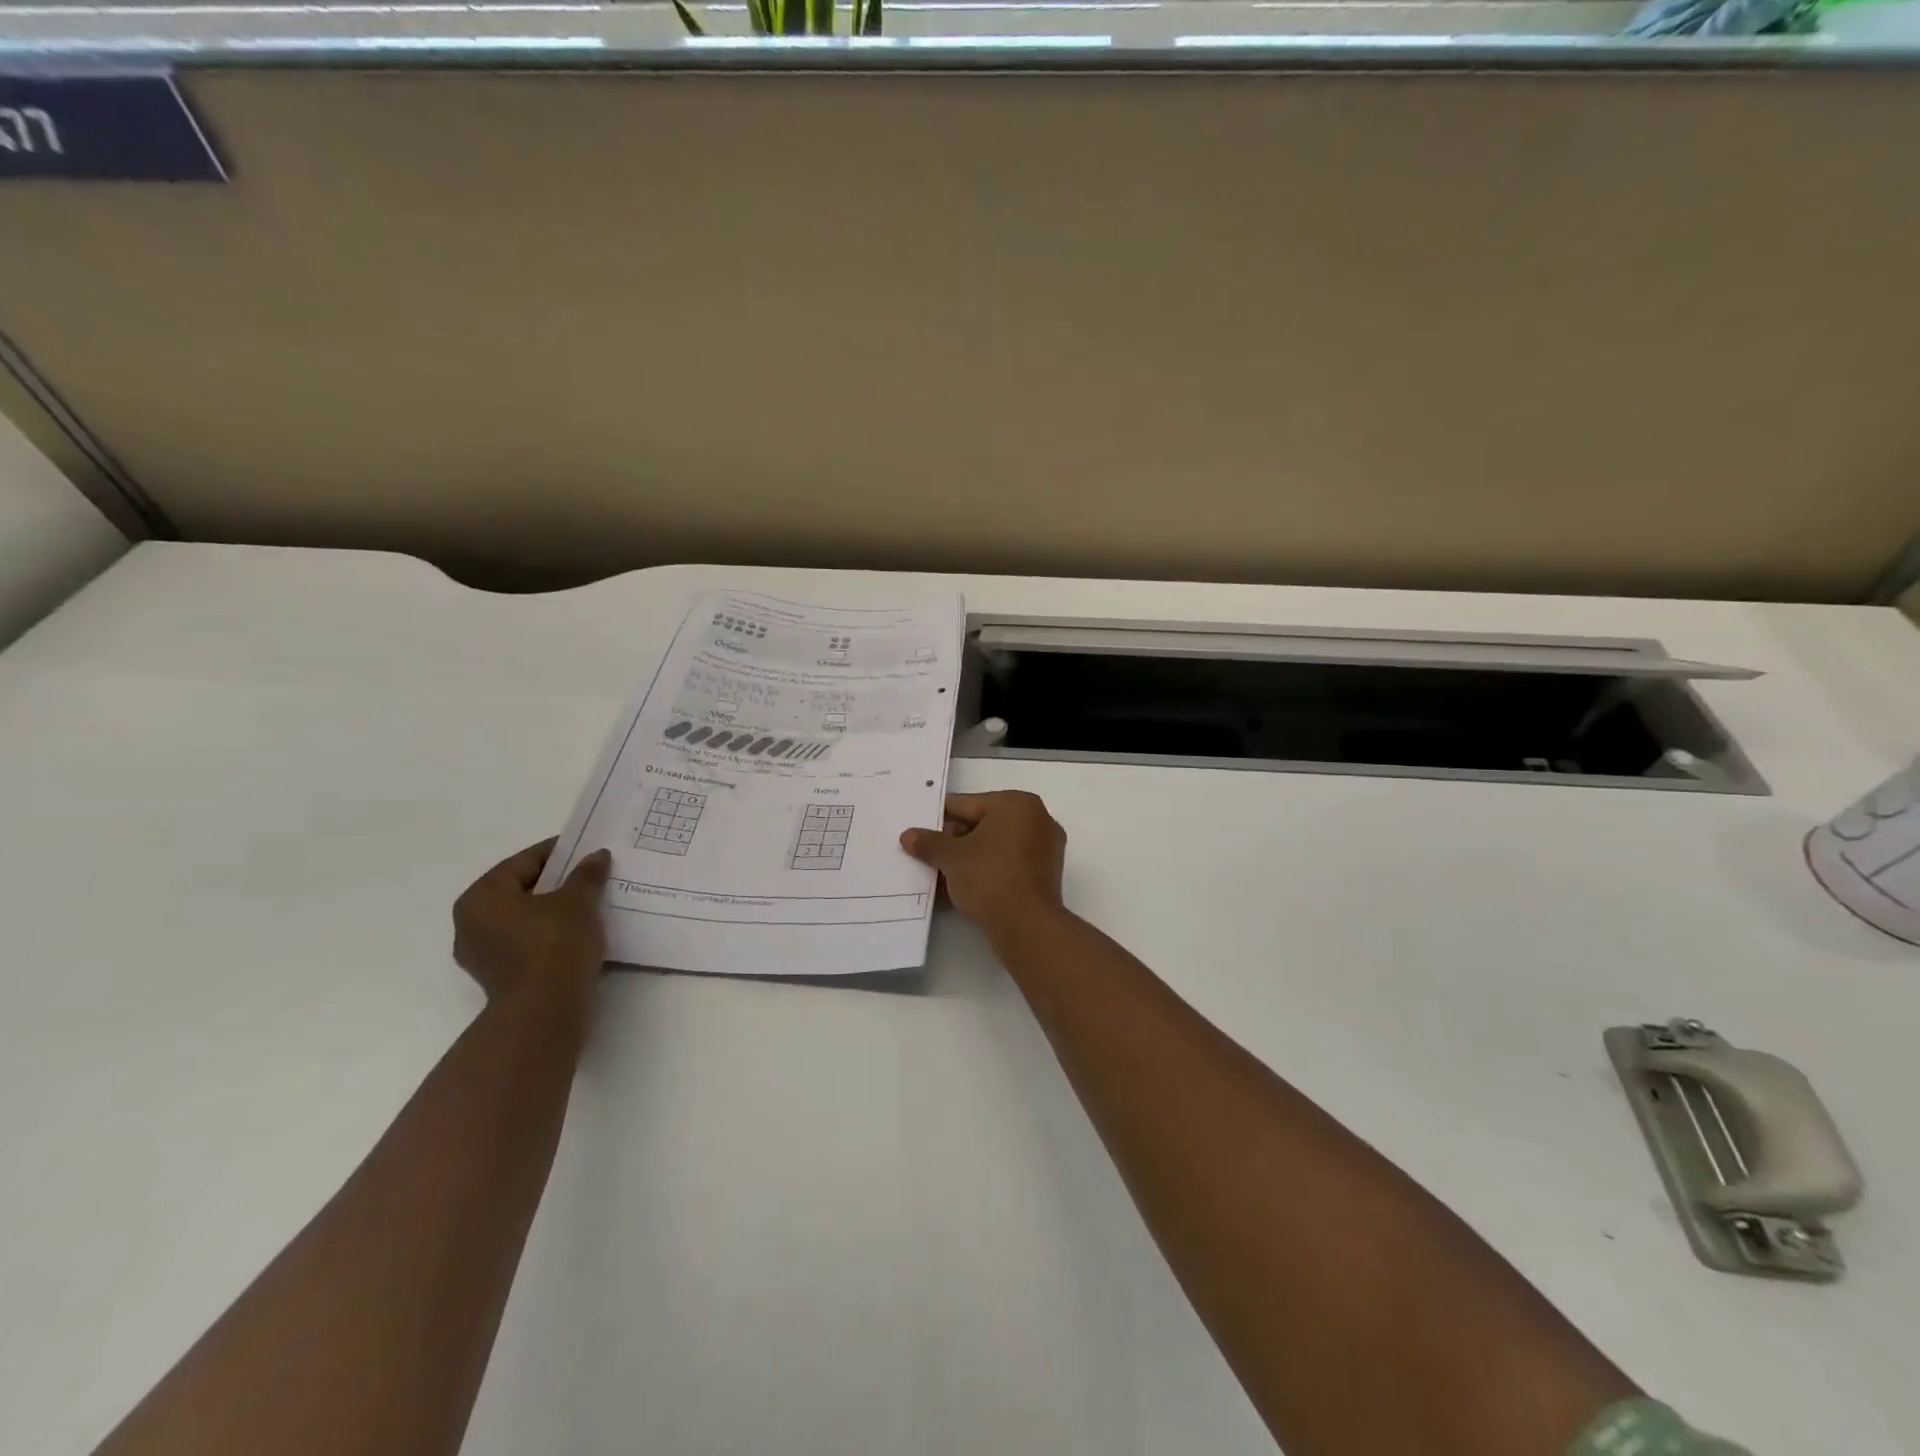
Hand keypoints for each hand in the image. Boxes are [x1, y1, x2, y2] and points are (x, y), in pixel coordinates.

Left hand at [453, 839, 612, 1023]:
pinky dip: (552, 936)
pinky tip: (581, 933)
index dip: (558, 852)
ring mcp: (484, 955)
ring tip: (591, 905)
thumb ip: (586, 875)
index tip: (587, 850)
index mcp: (481, 898)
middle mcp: (471, 924)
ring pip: (526, 920)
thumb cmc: (554, 944)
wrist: (546, 1011)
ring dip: (556, 911)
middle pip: (522, 891)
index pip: (523, 863)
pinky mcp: (502, 978)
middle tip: (591, 876)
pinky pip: (529, 944)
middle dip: (557, 884)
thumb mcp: (578, 901)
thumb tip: (597, 856)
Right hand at [900, 791, 1066, 938]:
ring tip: (937, 875)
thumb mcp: (951, 857)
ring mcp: (1044, 848)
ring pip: (994, 848)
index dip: (938, 819)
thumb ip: (929, 843)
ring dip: (966, 860)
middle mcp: (1036, 819)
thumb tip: (908, 835)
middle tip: (925, 856)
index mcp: (1017, 803)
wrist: (1027, 925)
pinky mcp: (1044, 875)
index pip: (966, 804)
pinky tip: (958, 889)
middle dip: (952, 842)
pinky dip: (984, 872)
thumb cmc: (989, 877)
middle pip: (982, 825)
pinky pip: (1006, 865)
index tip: (918, 832)